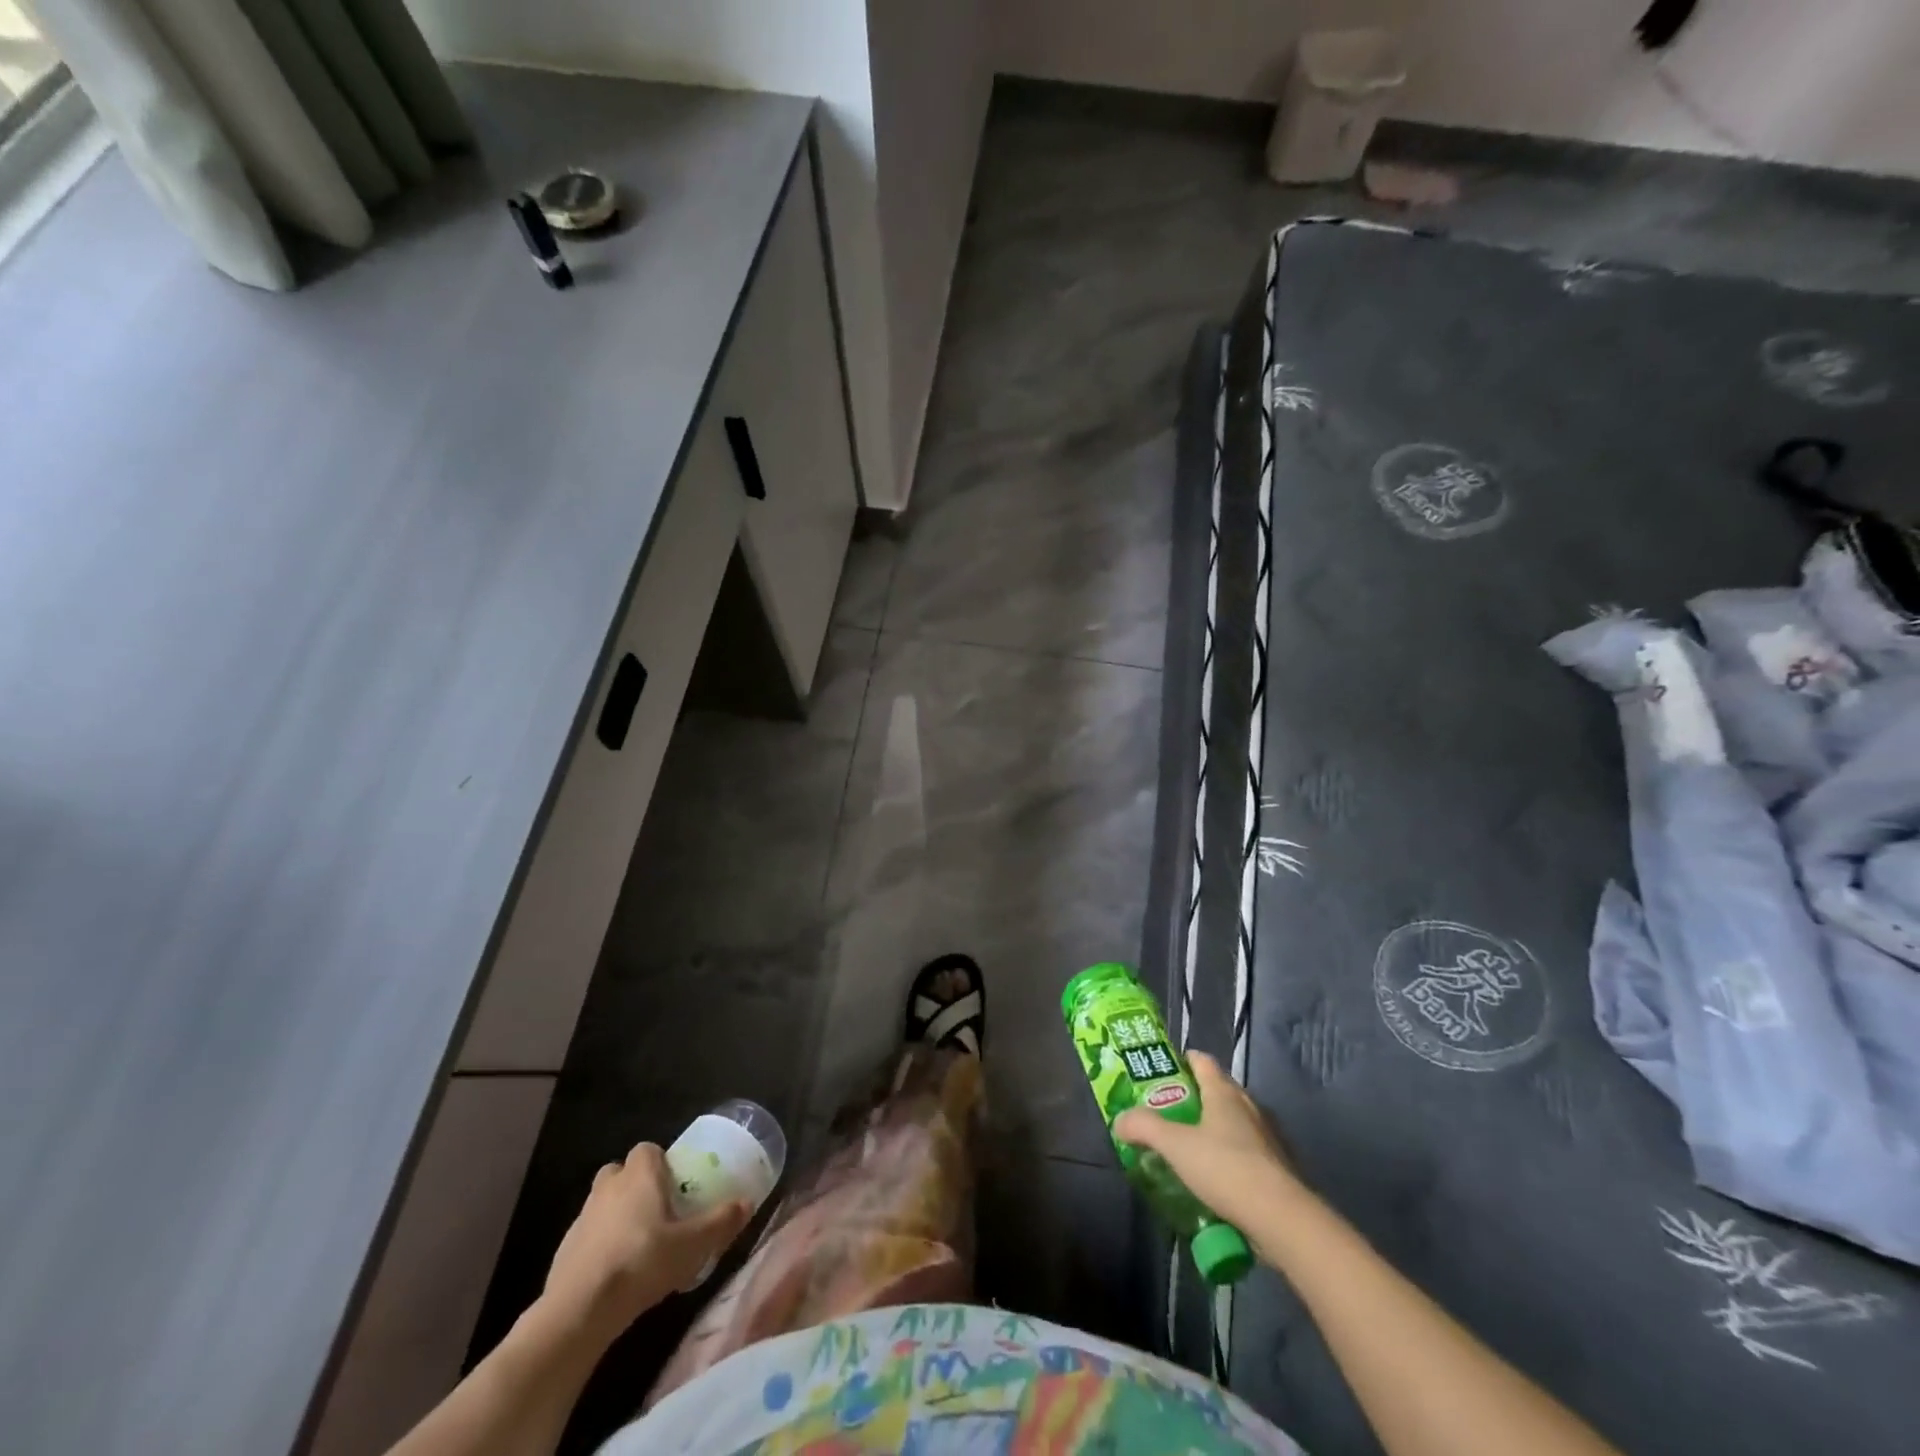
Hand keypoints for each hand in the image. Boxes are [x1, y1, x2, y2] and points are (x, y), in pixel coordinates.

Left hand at [540, 1143, 749, 1341]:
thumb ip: (721, 1221)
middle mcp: (608, 1187)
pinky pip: (589, 1235)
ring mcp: (582, 1218)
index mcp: (639, 1175)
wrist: (579, 1310)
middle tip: (658, 1211)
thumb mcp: (693, 1245)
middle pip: (622, 1173)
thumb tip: (747, 1203)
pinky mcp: (564, 1249)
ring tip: (639, 1246)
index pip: (648, 1149)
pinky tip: (616, 1273)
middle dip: (636, 1186)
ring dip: (618, 1216)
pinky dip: (601, 1245)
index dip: (661, 1163)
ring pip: (604, 1204)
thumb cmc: (642, 1261)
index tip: (675, 1184)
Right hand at [1114, 1052, 1308, 1240]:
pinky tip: (1216, 1176)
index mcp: (1224, 1092)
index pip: (1202, 1061)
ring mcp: (1268, 1137)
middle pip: (1218, 1090)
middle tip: (1168, 1111)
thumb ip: (1144, 1128)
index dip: (1182, 1060)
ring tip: (1189, 1145)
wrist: (1282, 1219)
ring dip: (1214, 1128)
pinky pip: (1248, 1151)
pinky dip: (1231, 1155)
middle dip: (1194, 1096)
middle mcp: (1248, 1106)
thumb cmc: (1225, 1168)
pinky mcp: (1279, 1167)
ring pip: (1234, 1121)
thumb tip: (1120, 1120)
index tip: (1162, 1071)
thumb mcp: (1175, 1146)